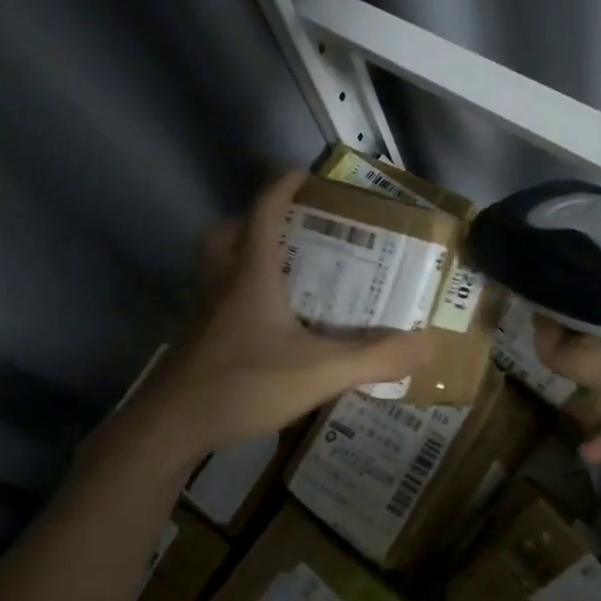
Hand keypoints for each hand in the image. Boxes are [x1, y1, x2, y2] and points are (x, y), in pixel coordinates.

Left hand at [129, 170, 436, 462]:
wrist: (170, 427)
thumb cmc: (243, 385)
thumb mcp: (319, 372)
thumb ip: (375, 358)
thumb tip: (429, 343)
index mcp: (250, 275)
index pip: (263, 213)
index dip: (281, 188)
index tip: (301, 173)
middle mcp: (220, 283)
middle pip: (225, 233)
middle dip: (252, 221)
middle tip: (288, 231)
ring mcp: (201, 312)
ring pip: (213, 265)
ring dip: (239, 255)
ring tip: (278, 272)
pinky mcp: (194, 339)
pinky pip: (213, 299)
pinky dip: (234, 294)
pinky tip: (261, 325)